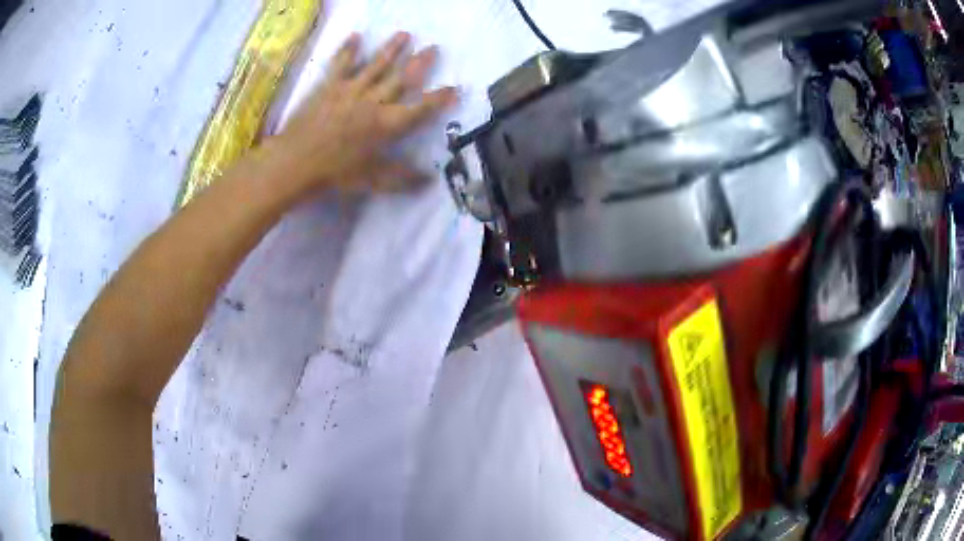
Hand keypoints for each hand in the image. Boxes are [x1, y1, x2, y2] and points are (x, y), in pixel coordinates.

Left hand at [265, 31, 458, 194]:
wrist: (295, 163)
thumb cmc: (334, 174)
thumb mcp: (371, 180)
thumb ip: (402, 178)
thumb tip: (430, 179)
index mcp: (386, 125)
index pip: (420, 109)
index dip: (439, 99)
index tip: (455, 88)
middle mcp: (373, 102)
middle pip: (402, 78)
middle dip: (420, 63)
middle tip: (434, 47)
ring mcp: (350, 90)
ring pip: (376, 65)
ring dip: (392, 49)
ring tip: (404, 34)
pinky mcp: (329, 87)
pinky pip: (341, 64)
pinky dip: (349, 50)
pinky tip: (355, 37)